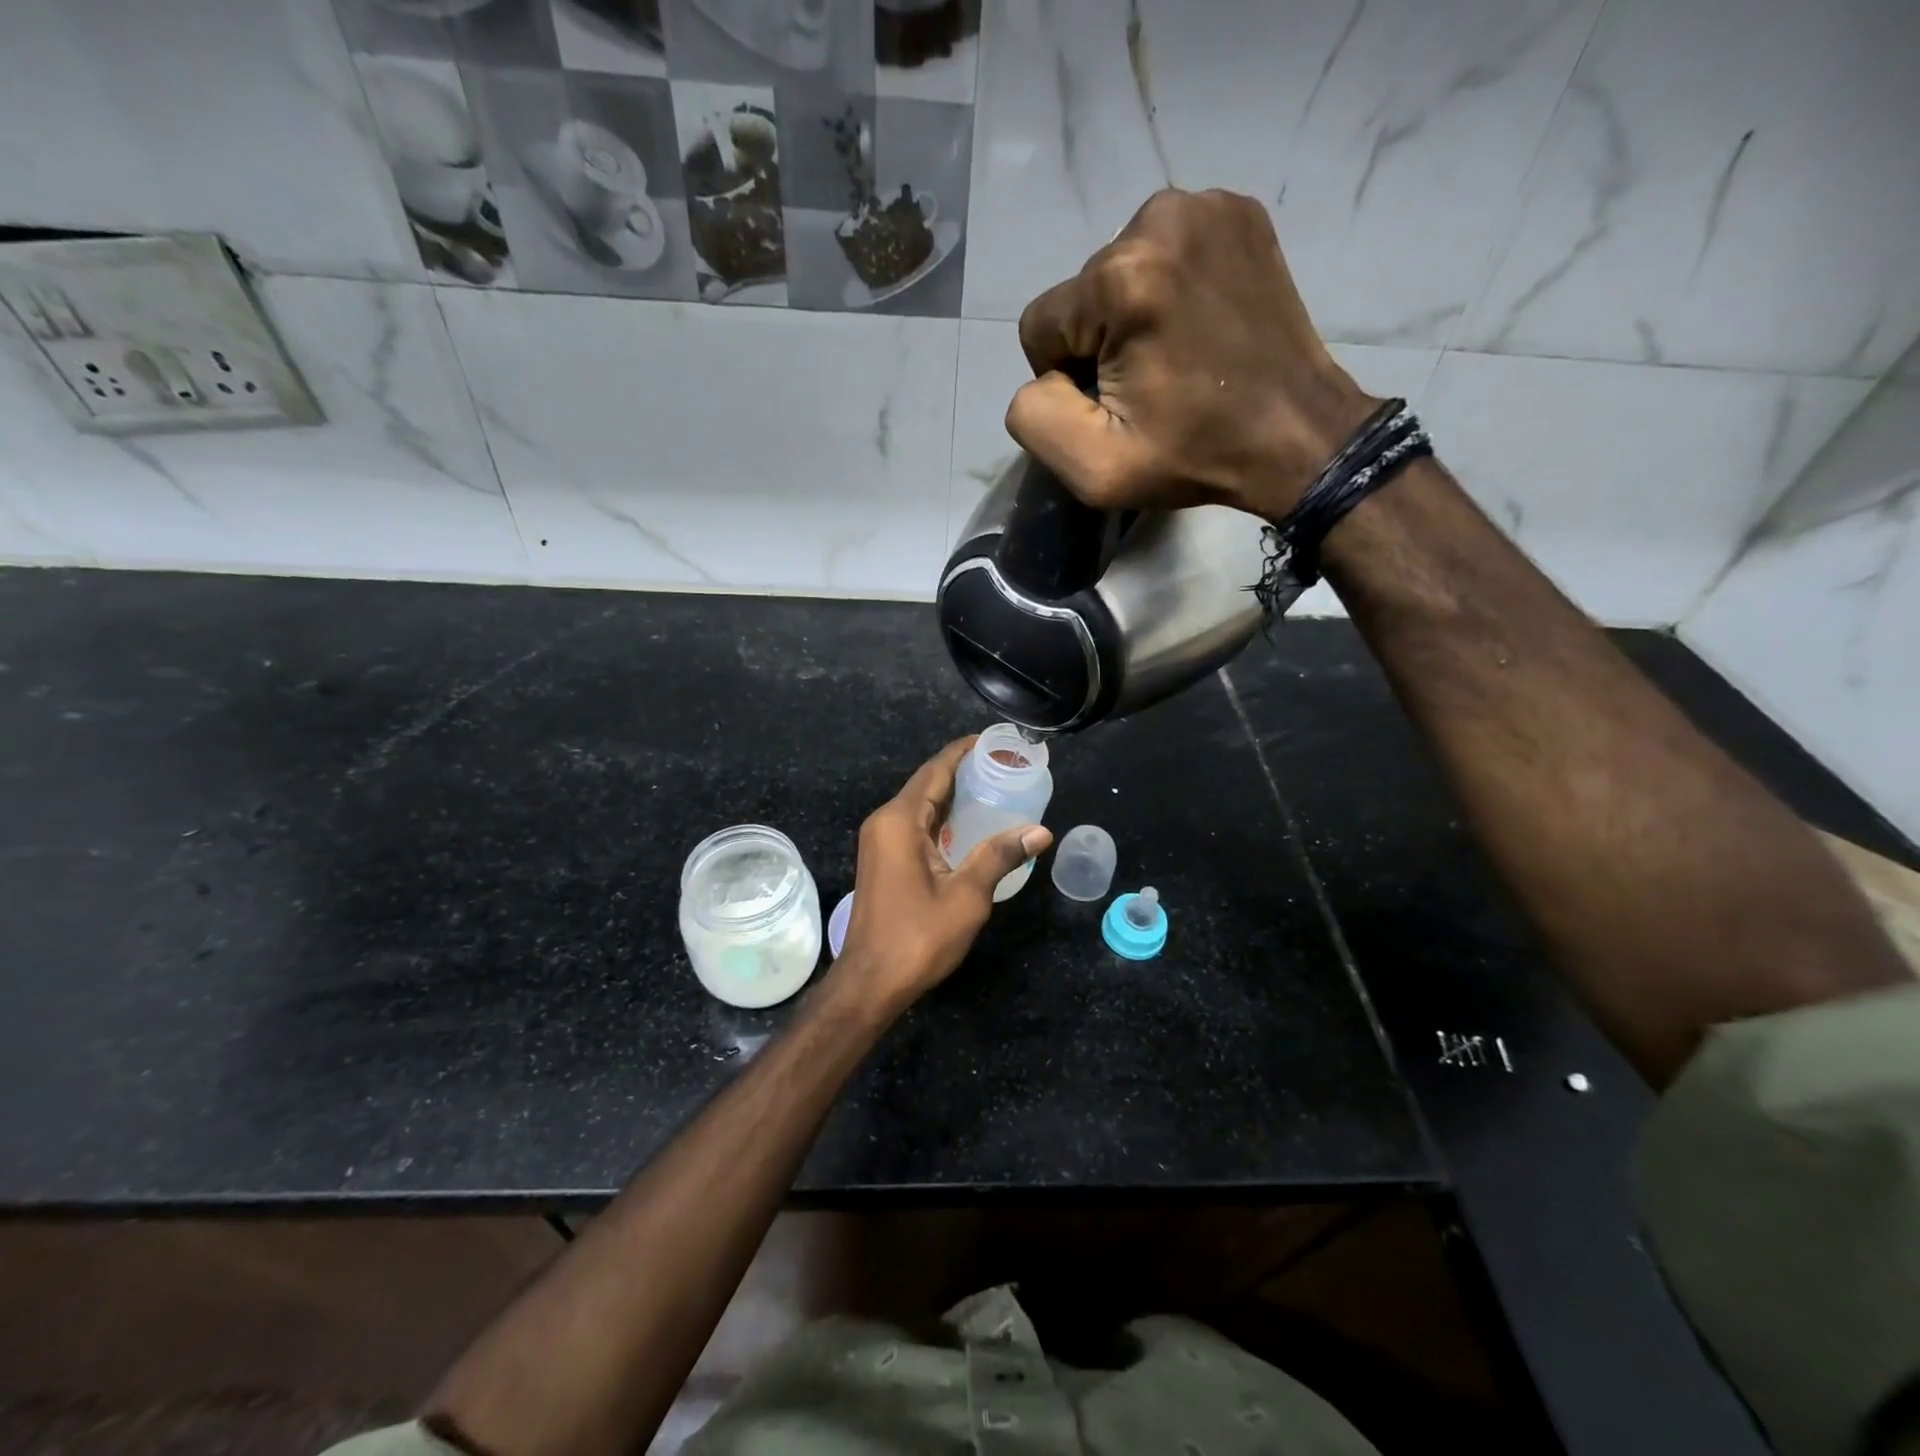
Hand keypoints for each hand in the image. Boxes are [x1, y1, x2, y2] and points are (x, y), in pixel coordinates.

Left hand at [832, 737, 1052, 1013]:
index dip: (964, 752)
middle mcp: (885, 822)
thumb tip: (1041, 831)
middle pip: (927, 784)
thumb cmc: (918, 937)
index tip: (994, 740)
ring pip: (921, 805)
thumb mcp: (967, 896)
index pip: (936, 771)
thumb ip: (1000, 856)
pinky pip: (915, 826)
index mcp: (900, 821)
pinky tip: (971, 825)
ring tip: (995, 788)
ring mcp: (880, 842)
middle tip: (1005, 765)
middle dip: (963, 772)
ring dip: (953, 796)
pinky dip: (943, 819)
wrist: (871, 982)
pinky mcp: (883, 860)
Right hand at [1006, 188, 1378, 523]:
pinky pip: (1163, 253)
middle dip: (1101, 342)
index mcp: (1122, 279)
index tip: (1119, 404)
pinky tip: (1200, 325)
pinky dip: (1169, 289)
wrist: (1295, 435)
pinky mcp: (1237, 211)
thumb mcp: (1095, 468)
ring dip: (1132, 316)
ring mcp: (1206, 206)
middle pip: (1082, 295)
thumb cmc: (1193, 456)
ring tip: (1179, 356)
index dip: (1068, 378)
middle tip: (1155, 384)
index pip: (1041, 325)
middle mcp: (1159, 218)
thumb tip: (1043, 374)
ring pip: (1118, 272)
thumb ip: (1034, 415)